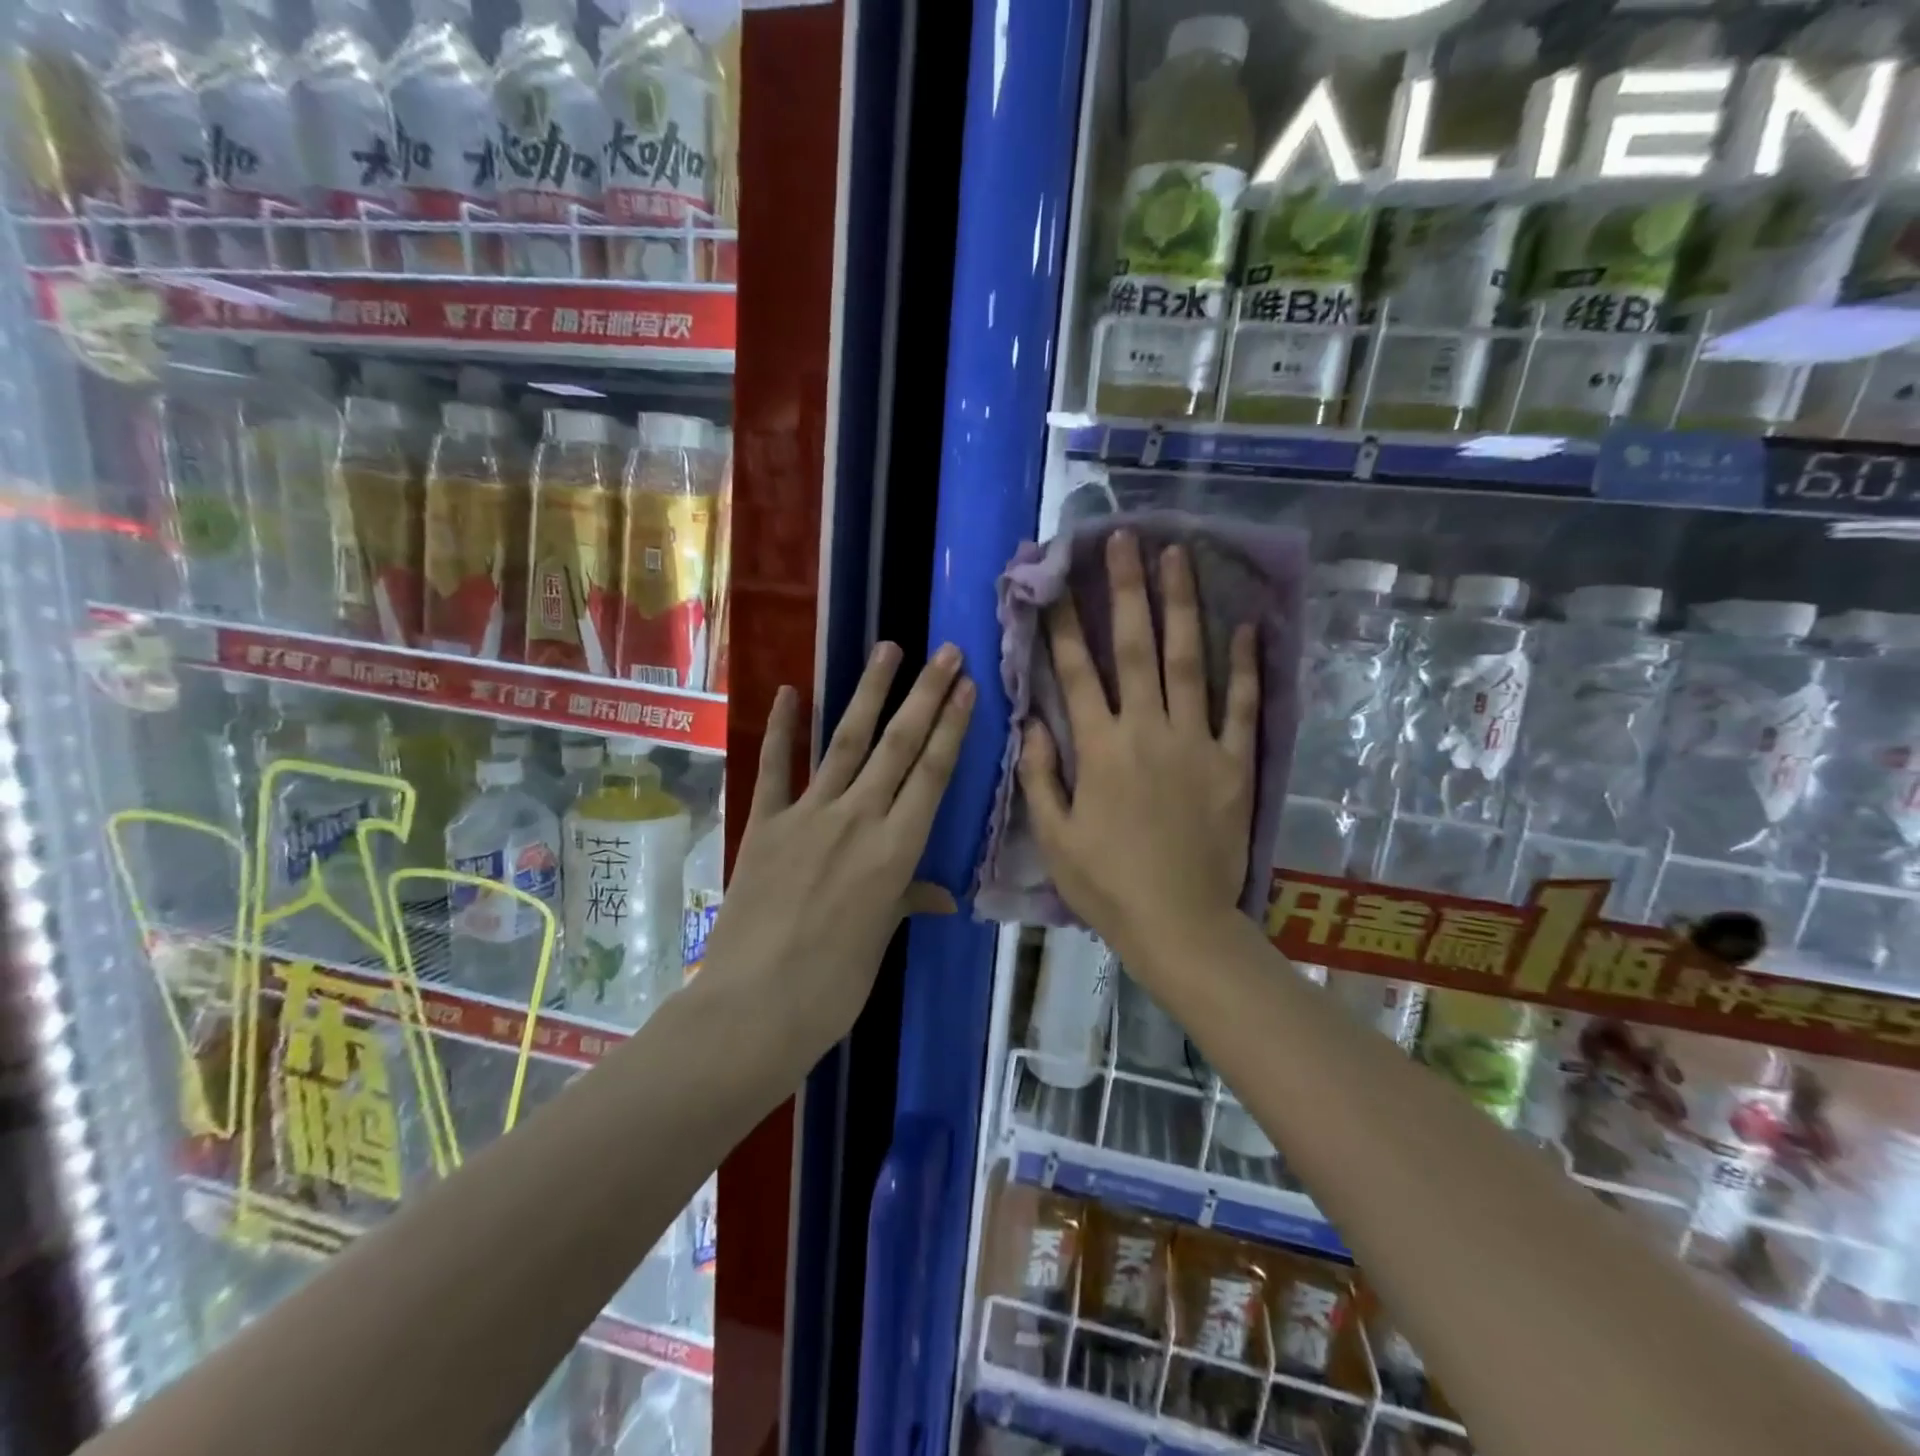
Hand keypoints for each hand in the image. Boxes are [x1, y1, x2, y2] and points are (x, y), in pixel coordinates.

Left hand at [703, 643, 974, 1060]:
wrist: (754, 1007)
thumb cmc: (834, 985)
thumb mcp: (880, 939)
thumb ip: (907, 900)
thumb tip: (940, 894)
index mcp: (896, 850)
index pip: (933, 774)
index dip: (952, 727)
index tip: (967, 686)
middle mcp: (858, 819)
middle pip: (899, 746)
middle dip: (926, 695)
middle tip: (944, 651)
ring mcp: (808, 816)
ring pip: (845, 742)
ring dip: (869, 694)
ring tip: (888, 650)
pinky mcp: (765, 824)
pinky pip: (775, 768)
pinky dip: (780, 729)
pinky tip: (787, 691)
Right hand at [1018, 531, 1258, 966]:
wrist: (1178, 922)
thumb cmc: (1106, 884)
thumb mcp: (1055, 836)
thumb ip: (1041, 776)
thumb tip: (1034, 723)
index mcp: (1099, 748)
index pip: (1075, 672)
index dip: (1063, 623)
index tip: (1055, 581)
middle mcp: (1146, 730)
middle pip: (1134, 648)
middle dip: (1126, 589)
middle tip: (1125, 539)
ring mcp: (1196, 743)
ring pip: (1188, 661)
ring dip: (1181, 606)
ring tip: (1178, 556)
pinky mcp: (1234, 763)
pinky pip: (1241, 706)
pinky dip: (1245, 666)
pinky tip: (1247, 625)